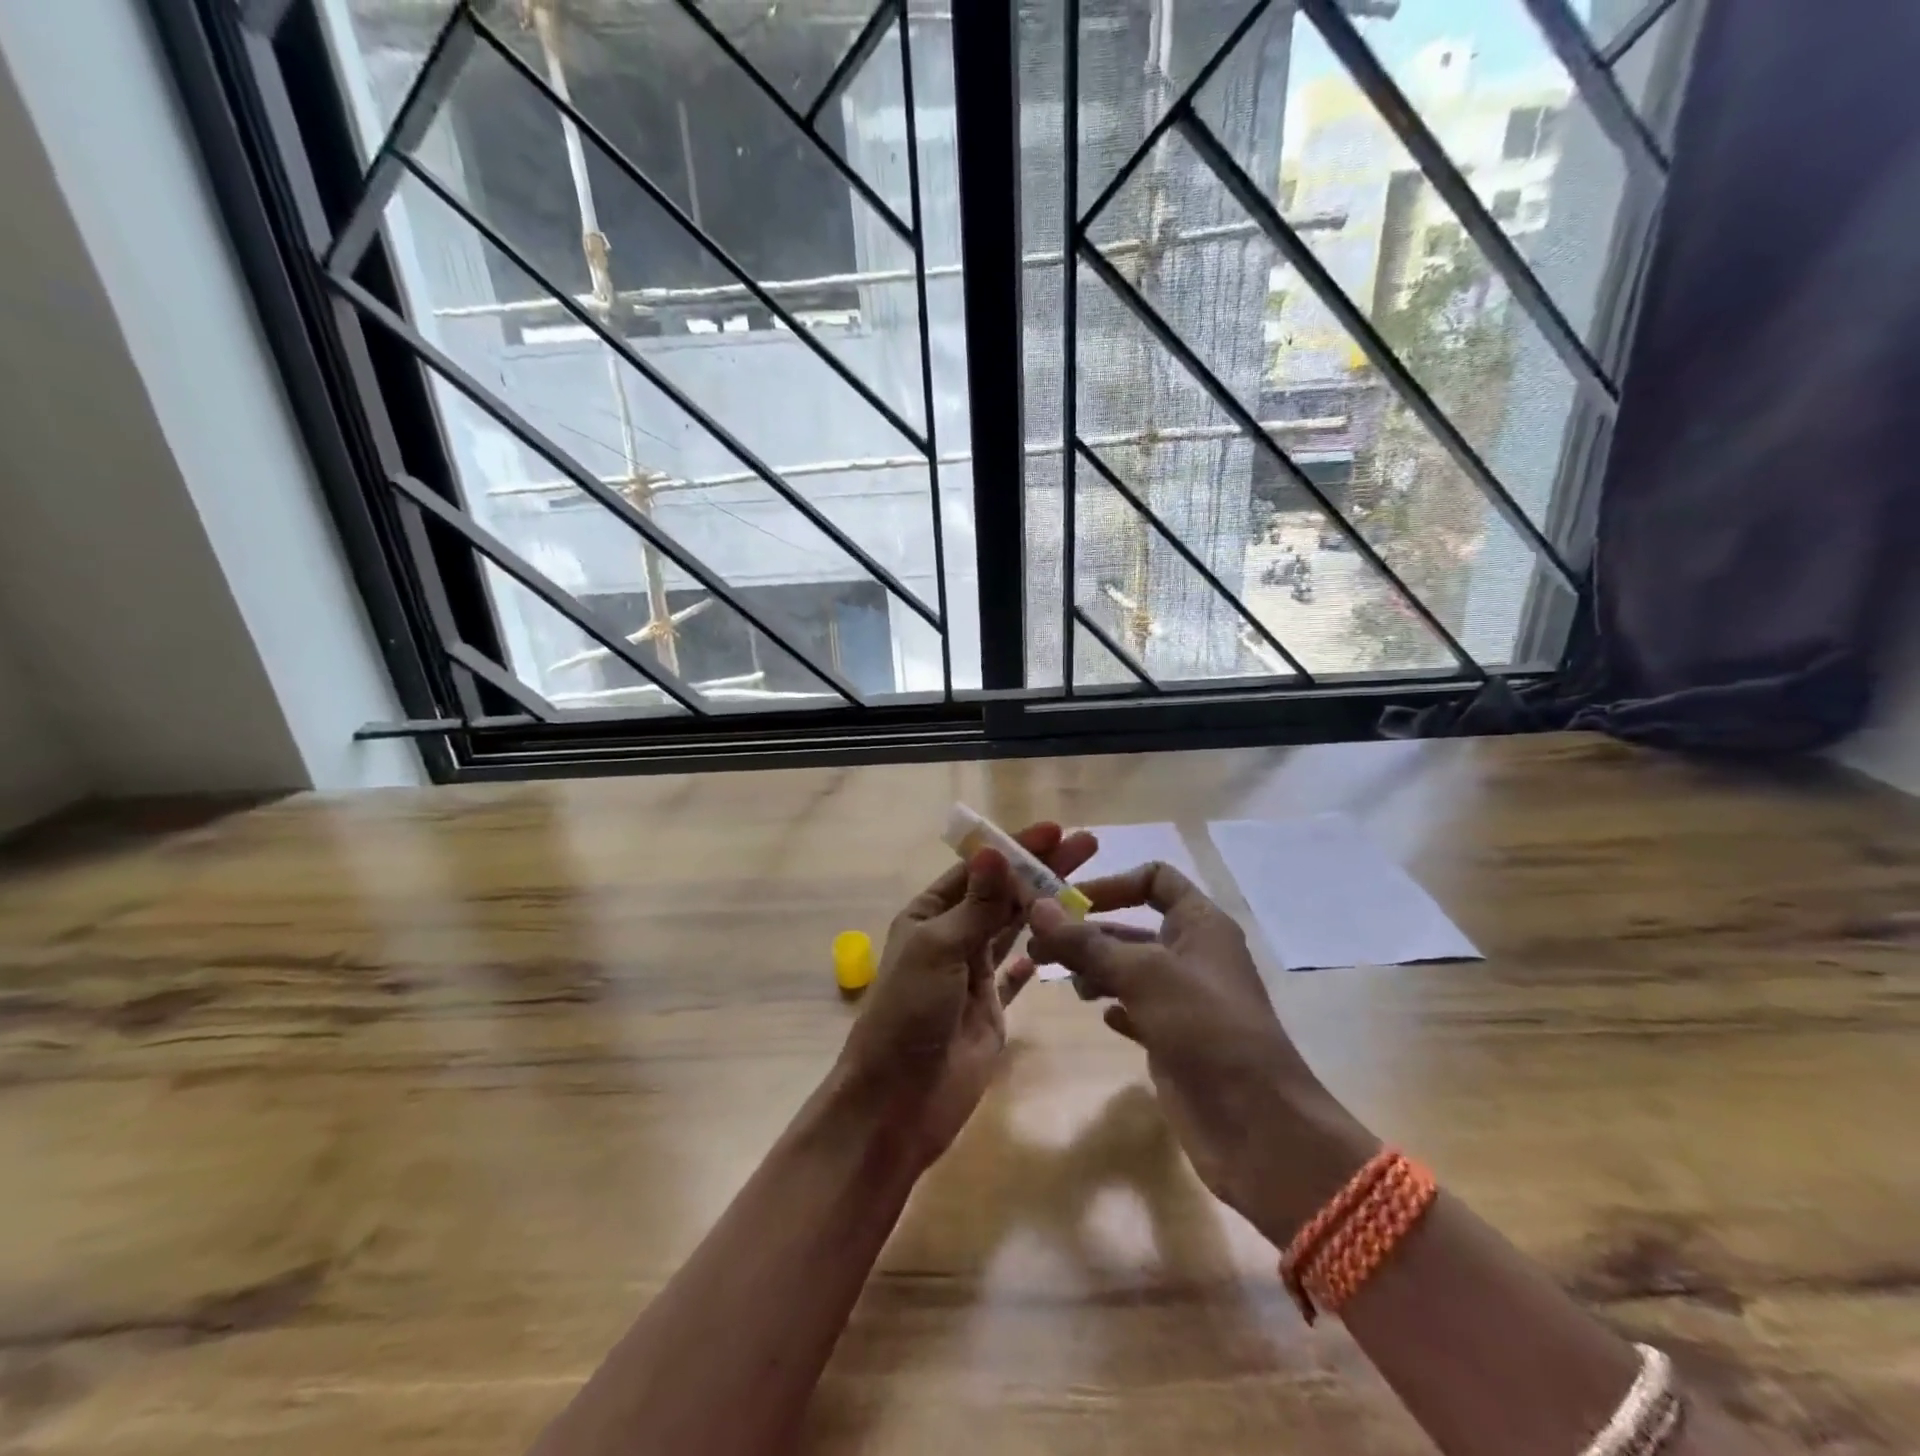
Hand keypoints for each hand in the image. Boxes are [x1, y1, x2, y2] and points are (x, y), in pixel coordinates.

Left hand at [837, 823, 1097, 1169]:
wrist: (897, 1101)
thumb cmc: (909, 1013)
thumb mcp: (938, 950)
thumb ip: (975, 906)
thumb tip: (995, 852)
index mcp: (928, 915)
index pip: (977, 869)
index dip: (1015, 848)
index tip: (1055, 830)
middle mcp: (950, 937)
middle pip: (1001, 894)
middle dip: (1040, 869)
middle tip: (1085, 845)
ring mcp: (972, 974)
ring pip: (1013, 929)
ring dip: (1044, 905)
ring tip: (1085, 882)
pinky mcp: (991, 1009)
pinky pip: (1016, 977)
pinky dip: (1033, 960)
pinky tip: (1058, 943)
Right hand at [1027, 863, 1374, 1243]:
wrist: (1256, 1125)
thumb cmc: (1204, 1027)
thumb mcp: (1142, 974)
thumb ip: (1086, 941)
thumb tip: (1037, 906)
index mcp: (1200, 924)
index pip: (1155, 879)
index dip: (1112, 884)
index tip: (1068, 903)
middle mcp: (1193, 954)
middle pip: (1132, 926)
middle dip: (1086, 931)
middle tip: (1037, 946)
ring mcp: (1184, 999)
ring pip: (1129, 968)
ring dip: (1094, 968)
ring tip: (1062, 982)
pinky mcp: (1175, 1038)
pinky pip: (1136, 1008)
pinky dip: (1114, 1005)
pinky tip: (1098, 1014)